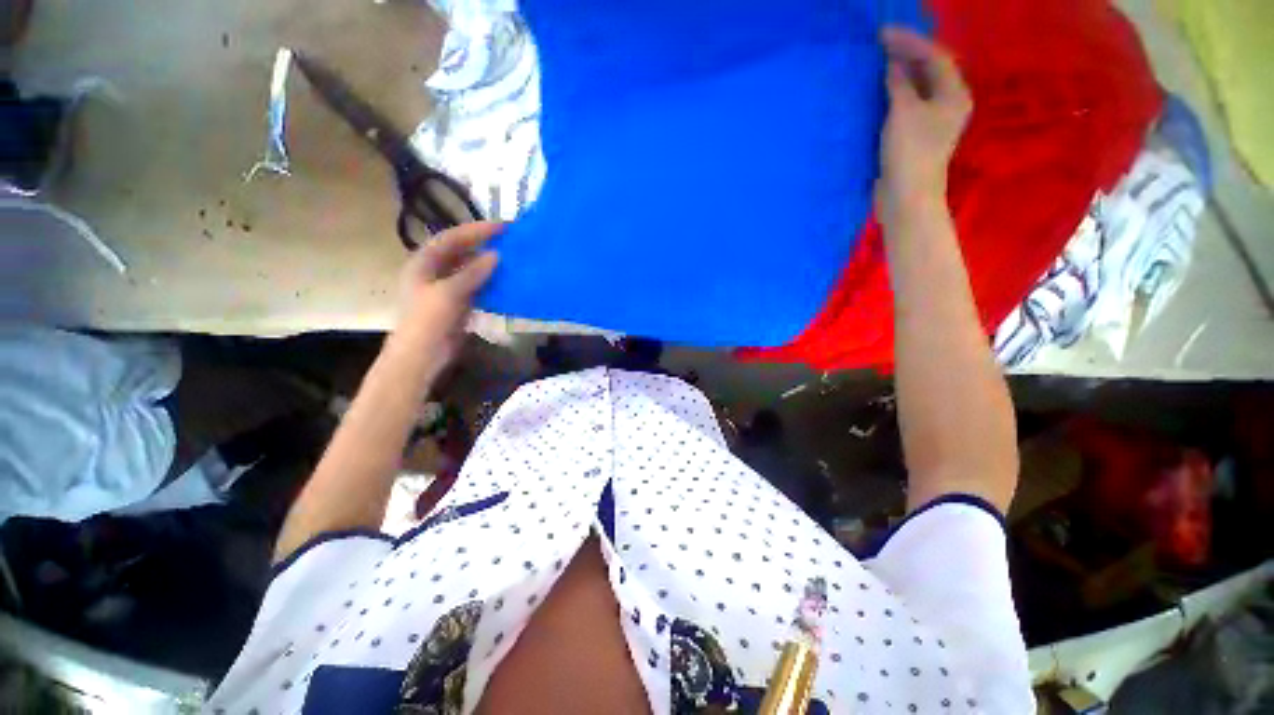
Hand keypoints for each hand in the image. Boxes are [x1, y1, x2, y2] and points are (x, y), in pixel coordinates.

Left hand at [390, 221, 500, 374]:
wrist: (422, 356)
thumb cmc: (429, 322)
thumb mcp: (449, 293)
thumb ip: (472, 273)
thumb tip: (496, 255)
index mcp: (424, 262)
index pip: (453, 238)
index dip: (477, 230)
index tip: (503, 227)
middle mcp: (435, 271)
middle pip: (462, 251)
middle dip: (485, 244)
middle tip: (511, 240)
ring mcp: (447, 287)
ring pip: (471, 268)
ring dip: (490, 262)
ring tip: (513, 257)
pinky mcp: (458, 303)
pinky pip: (477, 286)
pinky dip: (491, 281)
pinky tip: (507, 281)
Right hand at [878, 27, 971, 221]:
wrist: (906, 198)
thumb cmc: (910, 154)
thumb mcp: (903, 113)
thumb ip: (899, 84)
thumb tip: (892, 64)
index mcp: (954, 94)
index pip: (934, 56)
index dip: (909, 42)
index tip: (883, 34)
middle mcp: (947, 103)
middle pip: (929, 70)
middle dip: (907, 55)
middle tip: (880, 45)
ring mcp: (931, 121)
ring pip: (917, 88)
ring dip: (899, 75)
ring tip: (878, 64)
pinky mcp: (915, 136)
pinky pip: (906, 105)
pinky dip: (893, 95)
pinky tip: (878, 92)